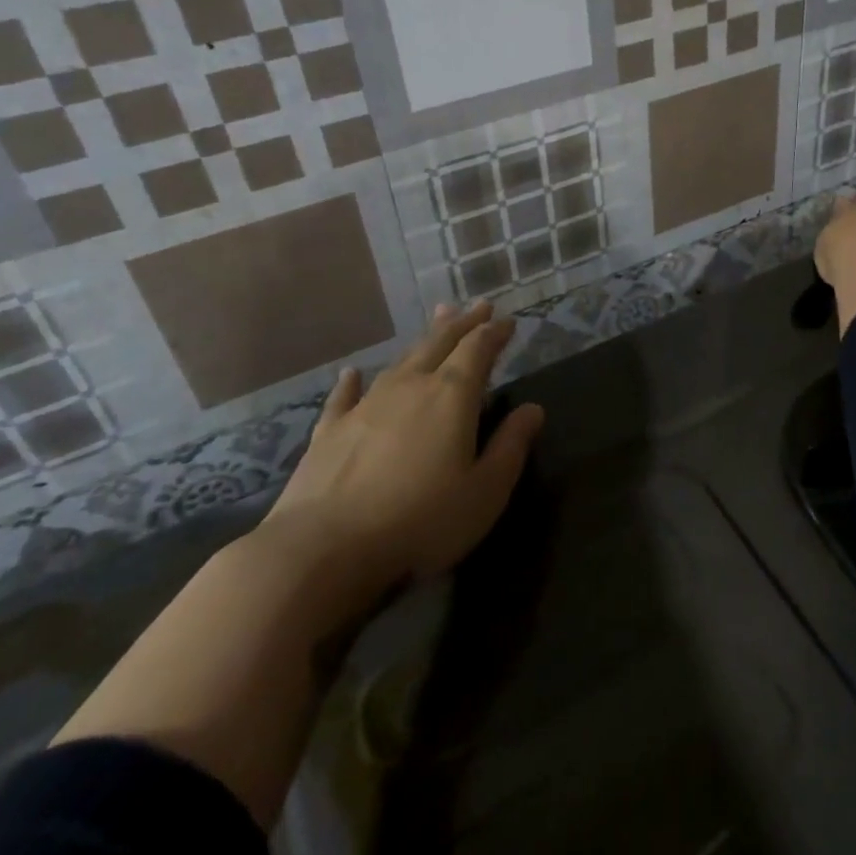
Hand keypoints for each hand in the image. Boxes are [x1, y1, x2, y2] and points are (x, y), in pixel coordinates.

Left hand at [254, 301, 543, 614]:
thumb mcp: (485, 491)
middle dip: (462, 323)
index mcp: (451, 396)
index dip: (494, 333)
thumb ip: (511, 446)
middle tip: (477, 305)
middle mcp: (409, 387)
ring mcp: (365, 406)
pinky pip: (344, 396)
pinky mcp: (329, 432)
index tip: (507, 321)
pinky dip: (351, 382)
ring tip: (437, 319)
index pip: (478, 350)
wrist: (323, 549)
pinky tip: (351, 373)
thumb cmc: (420, 521)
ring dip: (422, 339)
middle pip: (440, 343)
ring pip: (400, 360)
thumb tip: (533, 409)